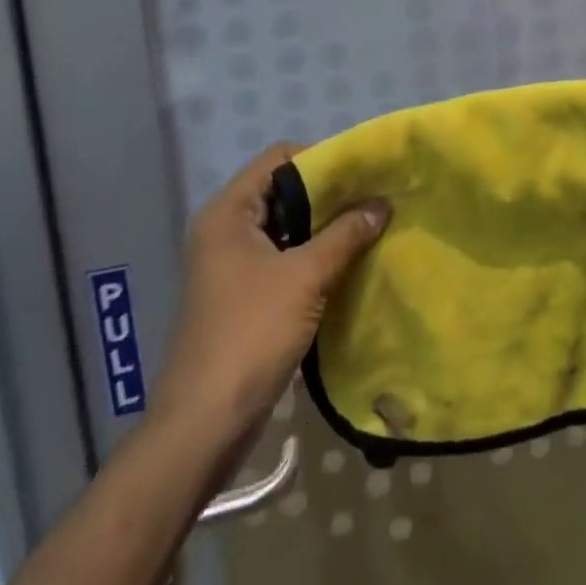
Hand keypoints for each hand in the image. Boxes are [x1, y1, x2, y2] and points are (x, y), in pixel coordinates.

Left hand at [151, 144, 387, 453]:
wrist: (203, 426)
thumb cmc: (250, 335)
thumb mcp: (305, 277)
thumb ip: (345, 234)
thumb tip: (382, 202)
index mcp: (228, 212)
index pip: (279, 158)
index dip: (320, 159)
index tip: (362, 173)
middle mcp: (225, 229)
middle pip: (283, 190)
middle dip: (328, 195)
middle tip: (373, 198)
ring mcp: (231, 264)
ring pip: (285, 227)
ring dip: (323, 228)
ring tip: (369, 227)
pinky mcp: (241, 295)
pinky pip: (282, 258)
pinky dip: (312, 255)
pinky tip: (347, 263)